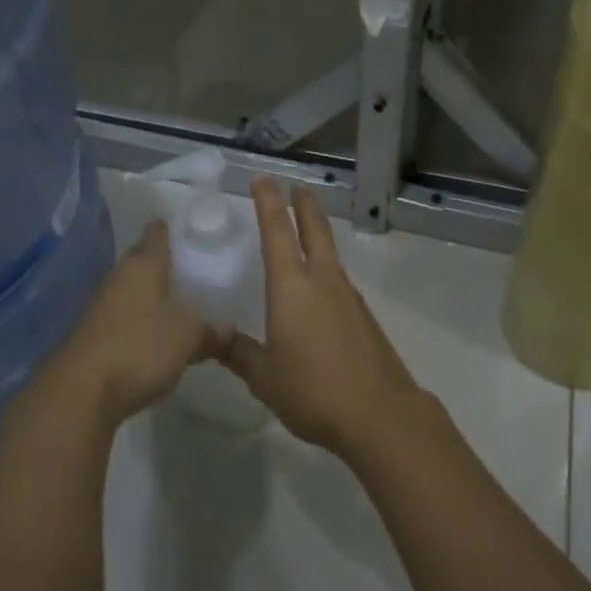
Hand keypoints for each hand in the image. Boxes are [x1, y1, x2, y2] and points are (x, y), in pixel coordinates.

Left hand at [43, 221, 221, 426]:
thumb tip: (227, 327)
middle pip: (140, 259)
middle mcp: (118, 277)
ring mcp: (99, 306)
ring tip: (176, 303)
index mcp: (143, 265)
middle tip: (189, 269)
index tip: (187, 229)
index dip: (171, 228)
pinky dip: (136, 321)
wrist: (79, 393)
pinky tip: (152, 336)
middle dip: (161, 263)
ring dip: (148, 295)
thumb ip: (210, 329)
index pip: (157, 233)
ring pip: (130, 290)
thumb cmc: (140, 347)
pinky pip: (120, 317)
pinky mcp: (90, 335)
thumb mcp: (188, 337)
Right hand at [219, 177, 421, 458]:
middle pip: (314, 229)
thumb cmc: (313, 390)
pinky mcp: (363, 315)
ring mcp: (347, 295)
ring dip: (318, 233)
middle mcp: (322, 280)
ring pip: (330, 252)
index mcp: (292, 287)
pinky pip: (338, 279)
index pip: (276, 232)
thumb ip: (238, 353)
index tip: (263, 178)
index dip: (268, 202)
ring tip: (306, 229)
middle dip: (304, 204)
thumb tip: (211, 337)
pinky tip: (320, 287)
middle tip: (297, 185)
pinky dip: (326, 267)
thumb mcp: (264, 377)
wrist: (379, 413)